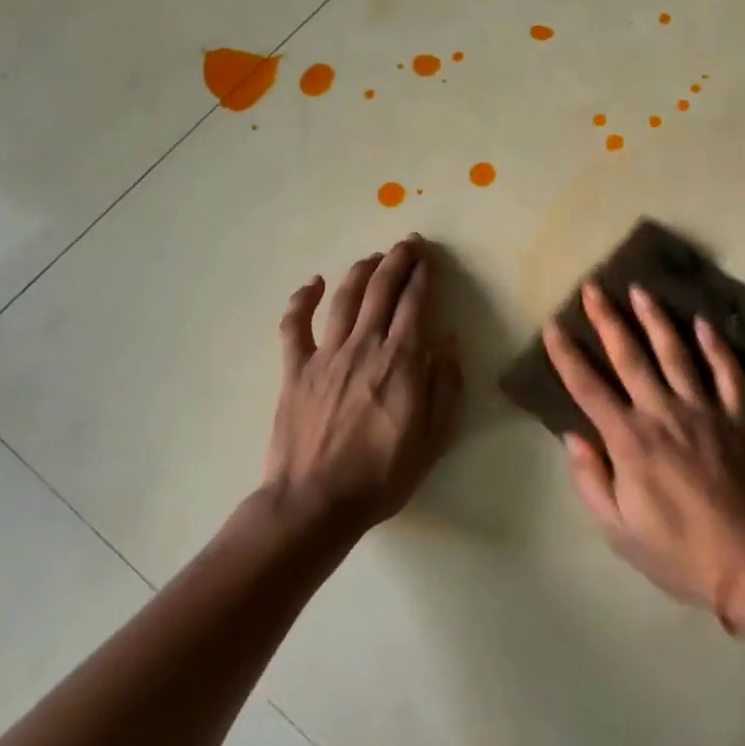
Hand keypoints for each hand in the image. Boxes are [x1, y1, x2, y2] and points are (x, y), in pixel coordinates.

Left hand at [265, 236, 463, 527]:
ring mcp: (325, 356)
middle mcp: (364, 346)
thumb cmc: (384, 474)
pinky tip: (311, 283)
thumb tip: (450, 340)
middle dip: (397, 262)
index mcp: (401, 361)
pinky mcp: (295, 370)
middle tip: (407, 243)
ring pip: (344, 298)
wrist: (317, 502)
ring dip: (360, 271)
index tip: (430, 259)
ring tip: (373, 257)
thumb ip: (446, 384)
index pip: (416, 304)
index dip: (424, 276)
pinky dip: (301, 300)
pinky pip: (294, 326)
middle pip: (381, 290)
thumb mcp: (435, 437)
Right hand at [542, 280, 744, 622]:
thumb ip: (592, 481)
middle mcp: (663, 413)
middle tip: (594, 288)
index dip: (567, 356)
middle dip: (608, 320)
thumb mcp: (618, 530)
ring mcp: (704, 411)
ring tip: (641, 290)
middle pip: (630, 357)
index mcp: (630, 441)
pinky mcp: (737, 418)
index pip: (588, 388)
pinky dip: (715, 346)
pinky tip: (704, 322)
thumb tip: (573, 438)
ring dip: (656, 319)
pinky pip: (726, 373)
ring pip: (676, 353)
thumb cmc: (679, 552)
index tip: (552, 326)